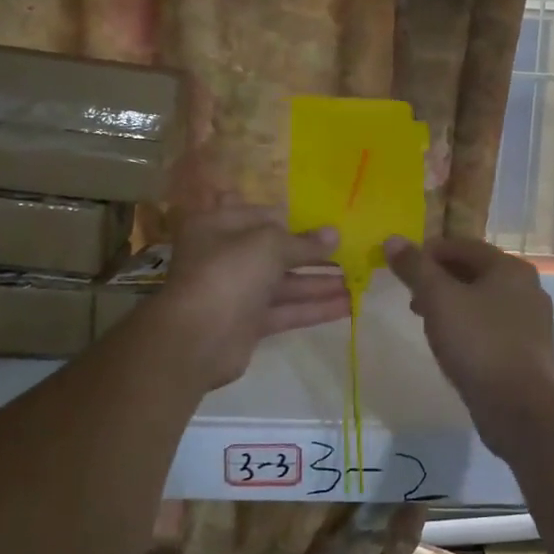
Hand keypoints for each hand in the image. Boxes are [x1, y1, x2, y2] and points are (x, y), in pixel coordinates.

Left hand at [156, 202, 347, 388]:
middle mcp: (225, 256)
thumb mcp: (269, 244)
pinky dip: (313, 308)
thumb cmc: (228, 273)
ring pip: (284, 284)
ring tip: (357, 281)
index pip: (263, 216)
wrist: (196, 338)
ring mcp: (237, 292)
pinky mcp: (248, 323)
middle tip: (351, 253)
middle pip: (276, 252)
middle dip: (313, 254)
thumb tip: (334, 235)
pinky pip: (285, 311)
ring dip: (319, 283)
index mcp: (219, 226)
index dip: (296, 220)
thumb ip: (303, 242)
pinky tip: (347, 306)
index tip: (329, 224)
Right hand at [384, 235, 553, 447]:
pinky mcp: (528, 350)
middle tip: (411, 295)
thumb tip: (392, 239)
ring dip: (452, 304)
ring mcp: (531, 321)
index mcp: (510, 267)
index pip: (463, 245)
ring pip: (483, 301)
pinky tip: (452, 345)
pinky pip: (492, 327)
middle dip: (440, 279)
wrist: (519, 405)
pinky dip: (469, 327)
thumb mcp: (439, 299)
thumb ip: (415, 268)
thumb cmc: (478, 342)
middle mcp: (527, 288)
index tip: (402, 267)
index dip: (429, 252)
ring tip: (426, 321)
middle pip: (475, 272)